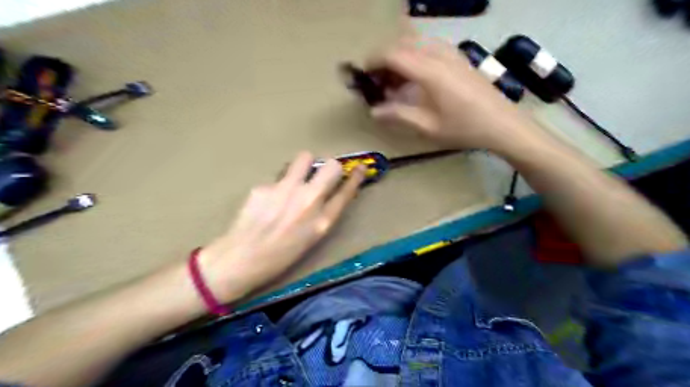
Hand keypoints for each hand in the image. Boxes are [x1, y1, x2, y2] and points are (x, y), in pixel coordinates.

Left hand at [196, 152, 361, 302]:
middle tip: (321, 175)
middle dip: (330, 167)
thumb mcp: (311, 239)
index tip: (360, 168)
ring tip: (295, 180)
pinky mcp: (264, 186)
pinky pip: (279, 176)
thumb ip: (323, 214)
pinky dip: (279, 185)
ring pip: (304, 158)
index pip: (347, 191)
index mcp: (322, 221)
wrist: (241, 260)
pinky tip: (268, 200)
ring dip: (305, 165)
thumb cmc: (280, 257)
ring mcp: (285, 190)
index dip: (356, 177)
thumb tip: (328, 192)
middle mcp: (308, 201)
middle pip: (331, 166)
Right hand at [369, 34, 535, 152]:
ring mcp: (451, 54)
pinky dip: (415, 57)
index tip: (363, 76)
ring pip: (416, 44)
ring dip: (400, 58)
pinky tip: (416, 79)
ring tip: (395, 83)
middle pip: (403, 44)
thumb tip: (374, 111)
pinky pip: (429, 48)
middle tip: (377, 82)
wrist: (503, 124)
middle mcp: (439, 55)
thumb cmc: (464, 128)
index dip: (373, 61)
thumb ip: (398, 115)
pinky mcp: (459, 58)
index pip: (393, 54)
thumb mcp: (427, 126)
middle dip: (385, 59)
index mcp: (429, 71)